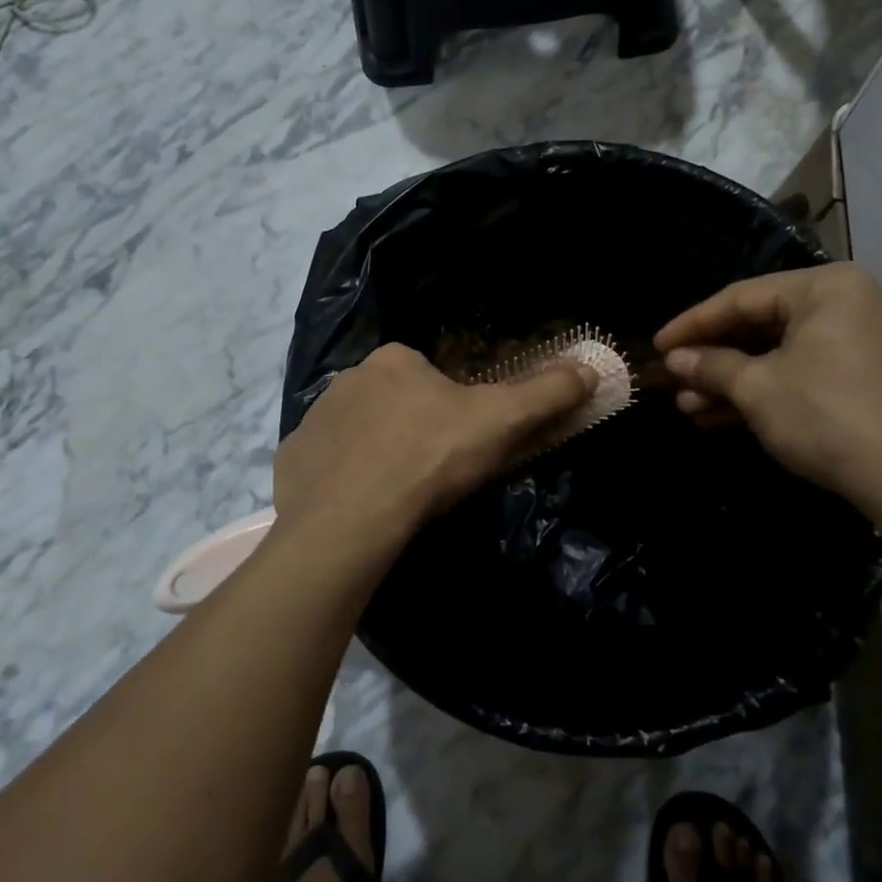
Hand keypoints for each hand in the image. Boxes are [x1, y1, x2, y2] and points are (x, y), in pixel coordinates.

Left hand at [274, 342, 596, 550]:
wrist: (351, 519)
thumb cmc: (430, 458)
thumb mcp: (501, 422)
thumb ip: (546, 393)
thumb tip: (590, 369)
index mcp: (393, 361)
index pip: (429, 374)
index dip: (451, 407)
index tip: (462, 443)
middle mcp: (347, 380)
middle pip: (392, 401)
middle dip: (411, 428)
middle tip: (432, 472)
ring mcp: (313, 420)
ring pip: (356, 432)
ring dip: (374, 453)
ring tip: (396, 495)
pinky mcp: (291, 460)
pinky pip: (323, 464)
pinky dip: (339, 479)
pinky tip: (359, 508)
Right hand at [654, 264, 881, 530]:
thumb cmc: (826, 415)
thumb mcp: (757, 388)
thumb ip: (712, 366)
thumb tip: (674, 360)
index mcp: (825, 287)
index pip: (742, 297)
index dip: (693, 324)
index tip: (657, 346)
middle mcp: (845, 304)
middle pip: (759, 324)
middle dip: (712, 358)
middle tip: (673, 380)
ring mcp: (856, 341)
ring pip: (776, 353)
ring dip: (730, 380)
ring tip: (687, 405)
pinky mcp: (858, 377)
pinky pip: (798, 372)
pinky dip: (761, 390)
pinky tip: (717, 415)